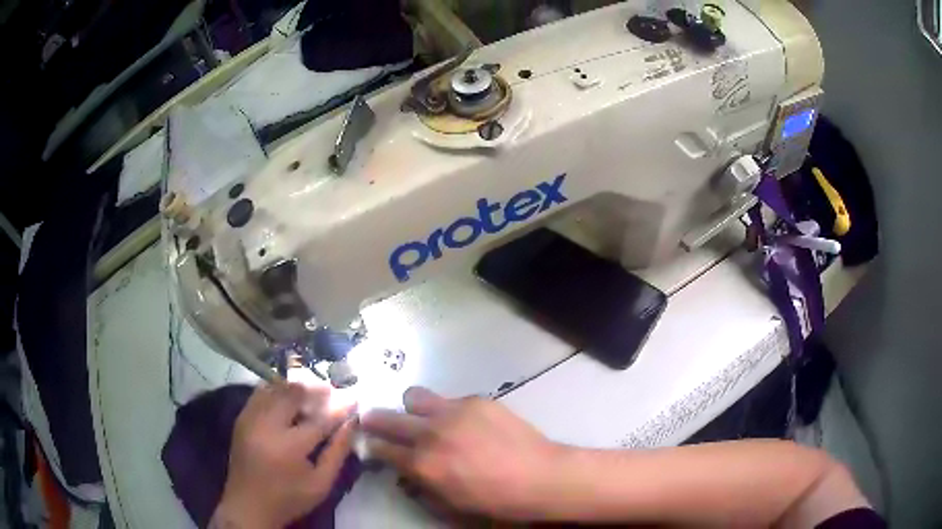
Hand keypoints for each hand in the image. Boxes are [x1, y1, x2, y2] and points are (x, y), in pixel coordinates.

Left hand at [212, 383, 354, 528]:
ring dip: (295, 388)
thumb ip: (337, 452)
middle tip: (331, 391)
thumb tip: (351, 424)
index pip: (320, 419)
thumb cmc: (289, 498)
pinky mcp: (241, 418)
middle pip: (293, 394)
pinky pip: (260, 393)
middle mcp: (266, 426)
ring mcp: (250, 418)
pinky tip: (288, 397)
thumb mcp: (321, 483)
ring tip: (311, 394)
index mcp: (289, 447)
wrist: (249, 505)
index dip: (339, 408)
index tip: (354, 399)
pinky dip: (277, 390)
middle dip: (315, 389)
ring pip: (275, 388)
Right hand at [360, 387, 560, 520]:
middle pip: (387, 417)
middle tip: (373, 421)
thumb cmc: (495, 500)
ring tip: (423, 417)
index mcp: (423, 464)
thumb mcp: (451, 505)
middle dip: (375, 420)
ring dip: (412, 408)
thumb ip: (421, 488)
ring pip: (414, 396)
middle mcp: (431, 433)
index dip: (371, 446)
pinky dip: (448, 411)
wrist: (540, 476)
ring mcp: (453, 412)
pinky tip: (467, 423)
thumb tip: (405, 475)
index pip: (382, 449)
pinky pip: (450, 400)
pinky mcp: (476, 400)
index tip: (368, 444)